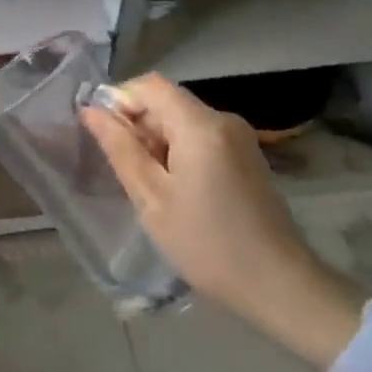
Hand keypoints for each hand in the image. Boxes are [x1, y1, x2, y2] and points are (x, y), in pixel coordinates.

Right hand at [80, 74, 361, 364]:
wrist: (280, 286)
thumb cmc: (207, 243)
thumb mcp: (151, 198)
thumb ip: (119, 148)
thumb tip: (90, 110)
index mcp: (200, 124)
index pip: (149, 85)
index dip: (119, 100)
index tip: (104, 136)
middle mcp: (223, 119)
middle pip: (166, 101)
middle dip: (138, 125)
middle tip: (125, 170)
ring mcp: (239, 137)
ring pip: (182, 120)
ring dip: (157, 141)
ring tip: (149, 185)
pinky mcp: (246, 156)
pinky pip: (200, 136)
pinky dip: (179, 151)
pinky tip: (177, 190)